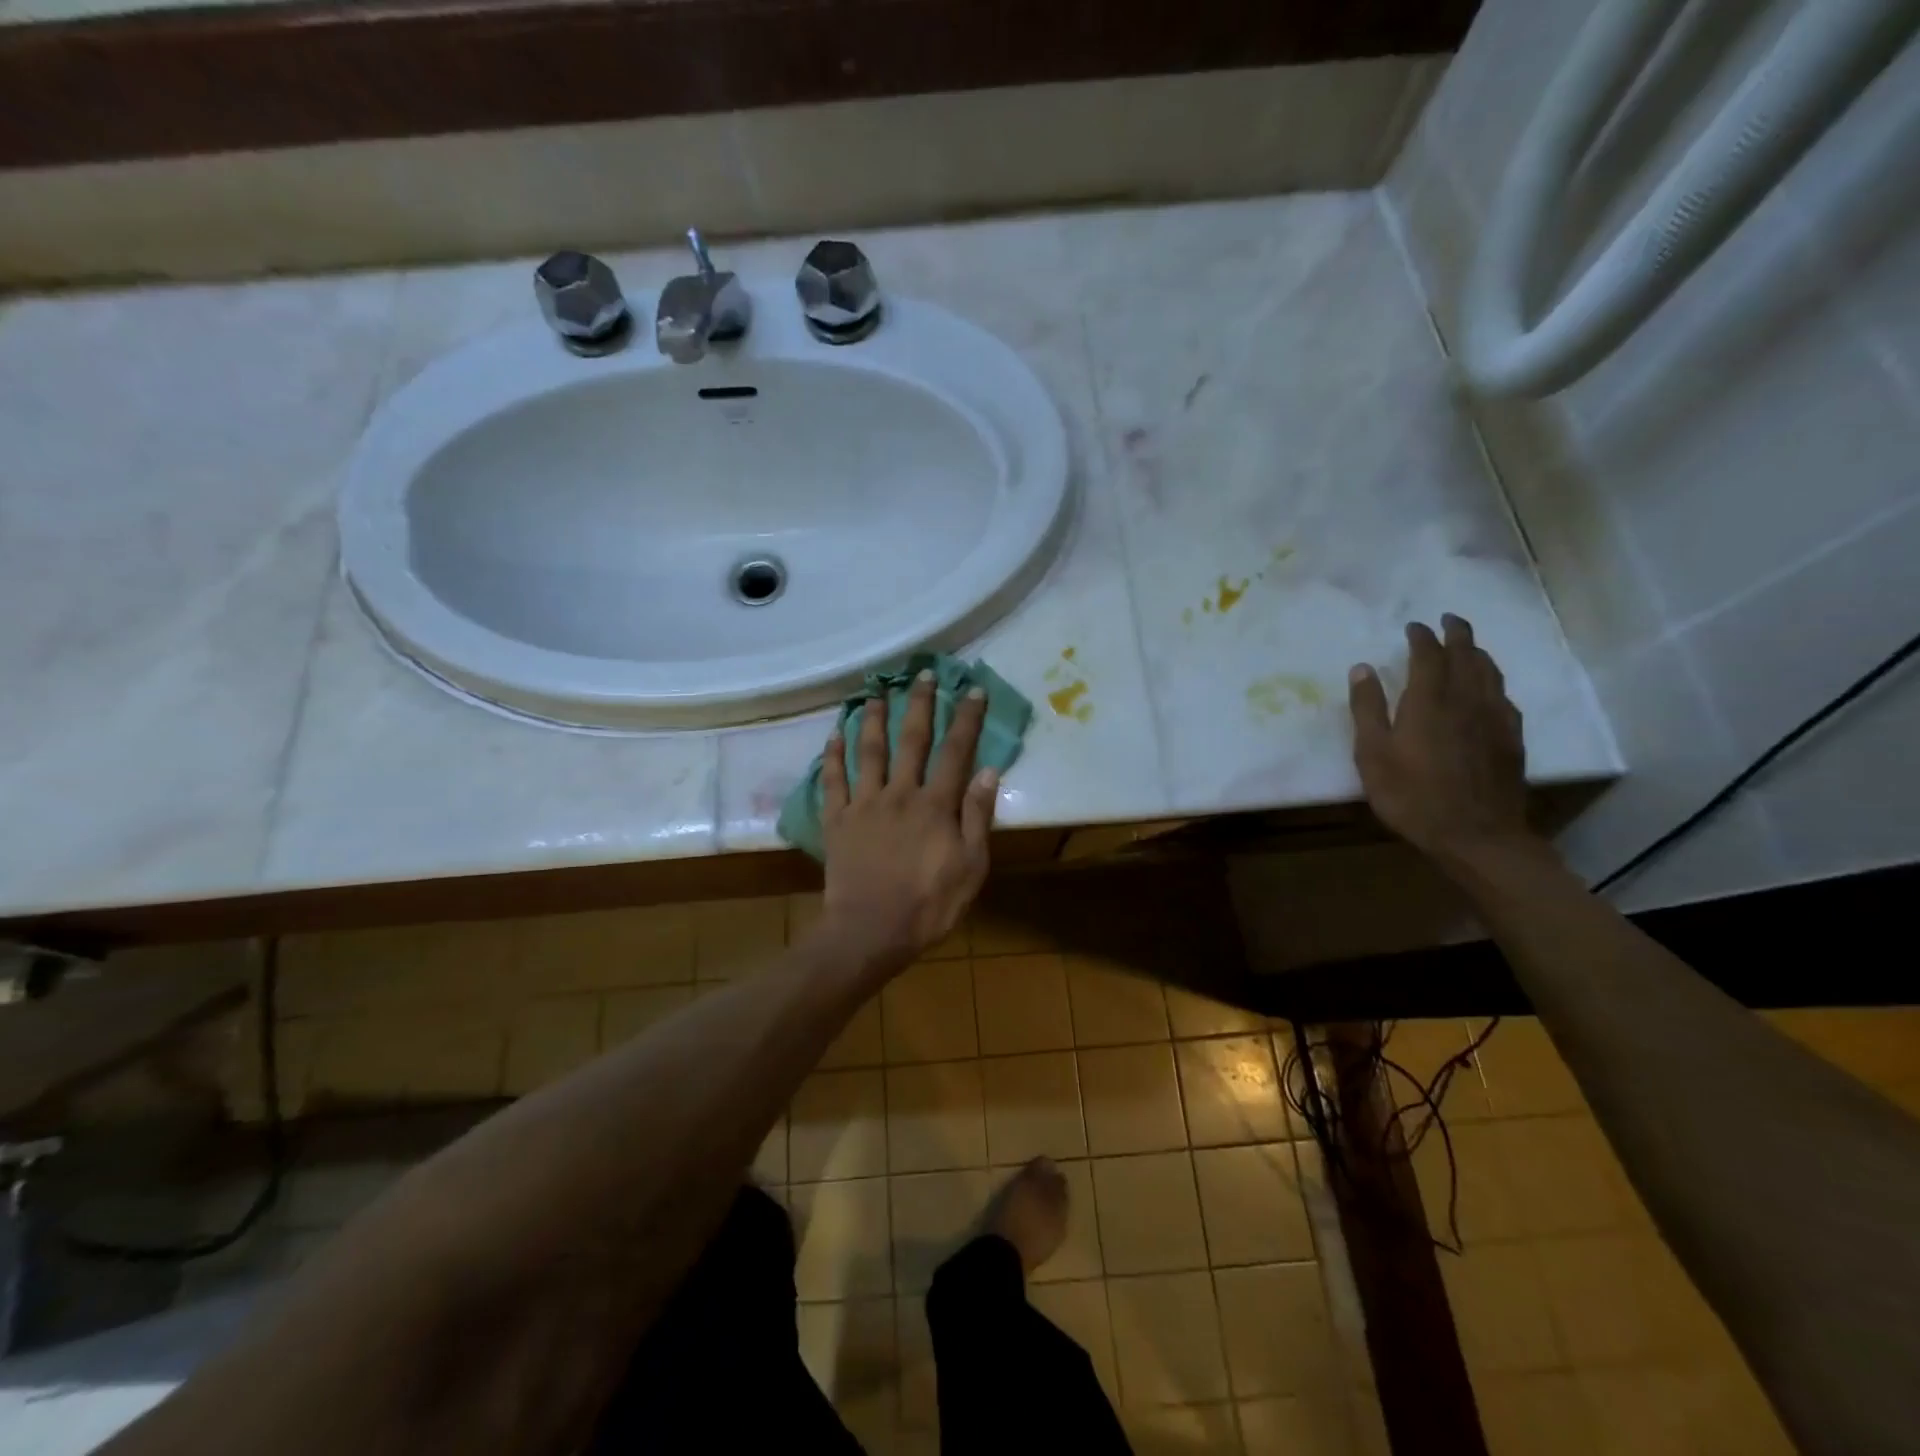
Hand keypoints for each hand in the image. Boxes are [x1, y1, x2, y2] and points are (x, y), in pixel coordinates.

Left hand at [817, 671, 998, 971]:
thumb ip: (977, 818)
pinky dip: (832, 756)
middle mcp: (899, 793)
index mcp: (935, 805)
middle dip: (918, 703)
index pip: (956, 751)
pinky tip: (833, 735)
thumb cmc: (928, 905)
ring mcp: (864, 804)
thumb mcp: (970, 868)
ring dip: (872, 718)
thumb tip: (989, 772)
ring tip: (875, 692)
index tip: (971, 689)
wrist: (870, 933)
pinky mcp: (837, 820)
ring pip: (868, 751)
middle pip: (911, 740)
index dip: (965, 718)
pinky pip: (833, 781)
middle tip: (920, 673)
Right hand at [1349, 615, 1541, 874]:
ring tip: (1468, 646)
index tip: (1413, 626)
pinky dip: (1493, 681)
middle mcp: (1466, 700)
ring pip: (1490, 672)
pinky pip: (1503, 696)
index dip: (1421, 637)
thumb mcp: (1372, 755)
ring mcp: (1494, 718)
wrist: (1476, 835)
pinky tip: (1490, 689)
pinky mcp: (1511, 738)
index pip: (1429, 655)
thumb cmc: (1411, 796)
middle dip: (1457, 633)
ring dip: (1477, 652)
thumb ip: (1367, 709)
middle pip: (1467, 655)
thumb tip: (1362, 668)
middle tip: (1448, 619)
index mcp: (1429, 701)